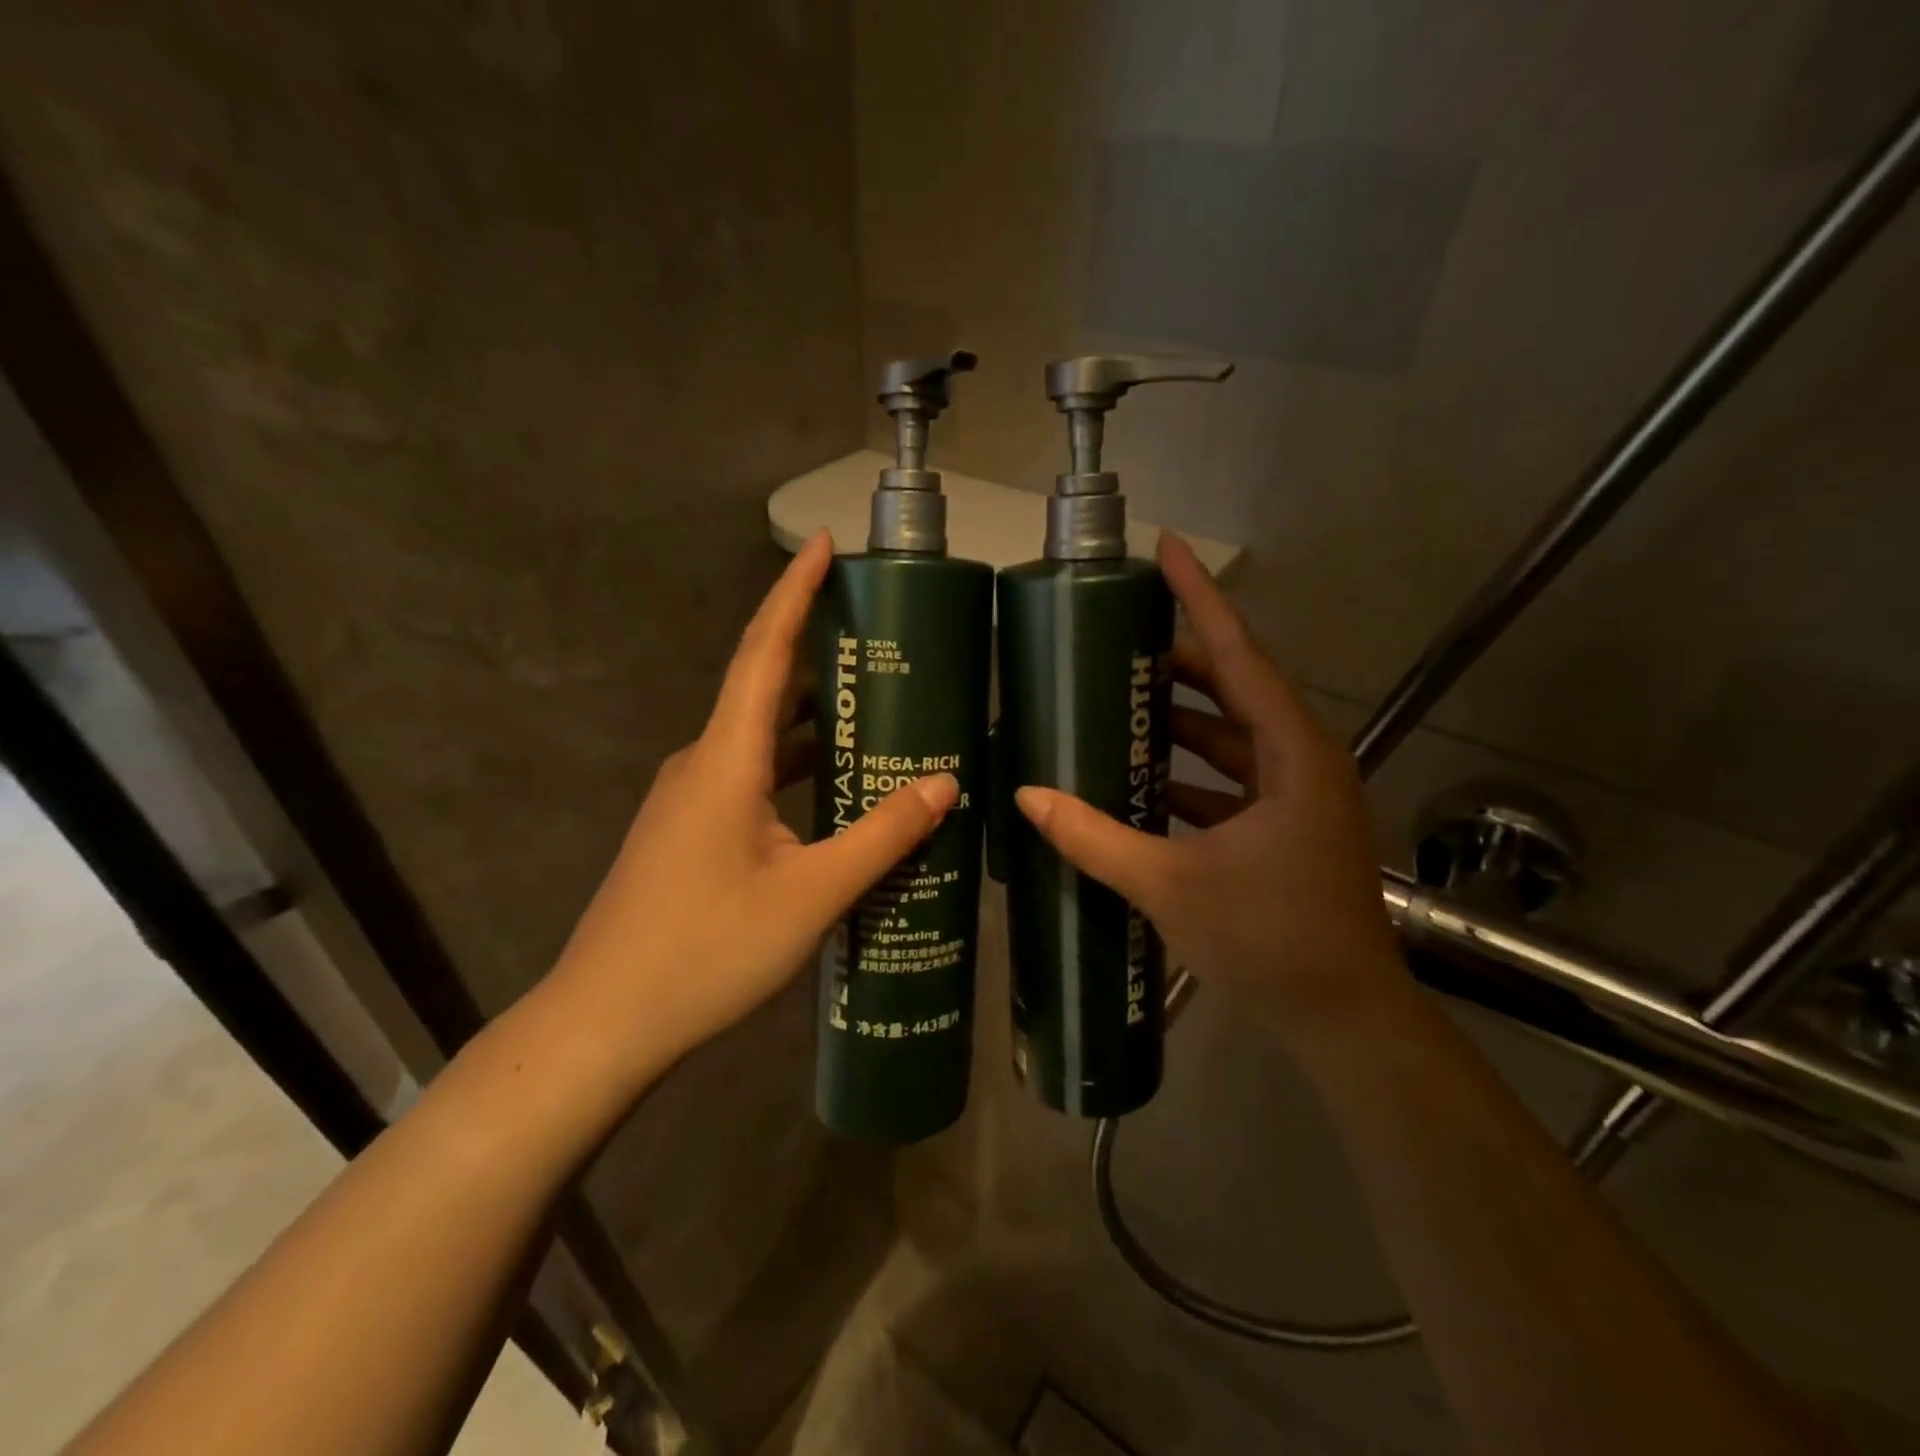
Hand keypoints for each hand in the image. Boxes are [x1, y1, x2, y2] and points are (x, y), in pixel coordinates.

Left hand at [550, 530, 957, 1070]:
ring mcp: (690, 798)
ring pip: (759, 736)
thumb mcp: (812, 894)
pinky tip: (834, 788)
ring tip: (873, 706)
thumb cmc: (706, 952)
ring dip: (812, 717)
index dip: (795, 592)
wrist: (604, 1022)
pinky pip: (750, 775)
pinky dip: (794, 764)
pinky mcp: (690, 831)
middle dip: (817, 650)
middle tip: (880, 634)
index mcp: (725, 758)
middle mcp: (702, 762)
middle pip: (763, 685)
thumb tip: (943, 783)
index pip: (764, 651)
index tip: (827, 544)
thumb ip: (881, 835)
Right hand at [1014, 533, 1406, 1040]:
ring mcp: (1295, 795)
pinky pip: (1228, 778)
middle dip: (1178, 660)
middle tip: (1114, 637)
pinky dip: (1186, 770)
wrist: (1343, 1017)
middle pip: (1234, 687)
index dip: (1200, 599)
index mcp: (1290, 753)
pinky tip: (1137, 775)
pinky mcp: (1284, 826)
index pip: (1239, 654)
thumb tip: (1027, 795)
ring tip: (1116, 699)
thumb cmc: (1271, 939)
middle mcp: (1300, 760)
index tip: (1167, 548)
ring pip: (1230, 735)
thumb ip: (1093, 837)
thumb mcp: (1170, 883)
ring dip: (1179, 719)